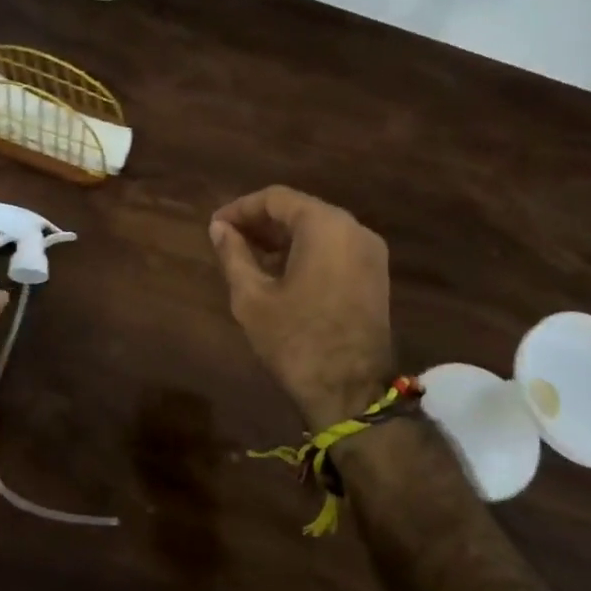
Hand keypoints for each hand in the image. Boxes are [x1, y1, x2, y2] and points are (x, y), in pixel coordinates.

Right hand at [209, 186, 396, 426]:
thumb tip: (219, 228)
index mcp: (325, 226)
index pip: (276, 199)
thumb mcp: (252, 296)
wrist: (350, 392)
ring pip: (319, 229)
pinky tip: (278, 271)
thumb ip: (233, 254)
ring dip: (283, 238)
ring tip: (248, 256)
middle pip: (300, 210)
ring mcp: (370, 253)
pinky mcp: (375, 277)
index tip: (216, 226)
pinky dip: (305, 251)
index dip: (241, 209)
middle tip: (228, 239)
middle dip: (262, 222)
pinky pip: (335, 249)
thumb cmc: (295, 340)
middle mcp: (354, 229)